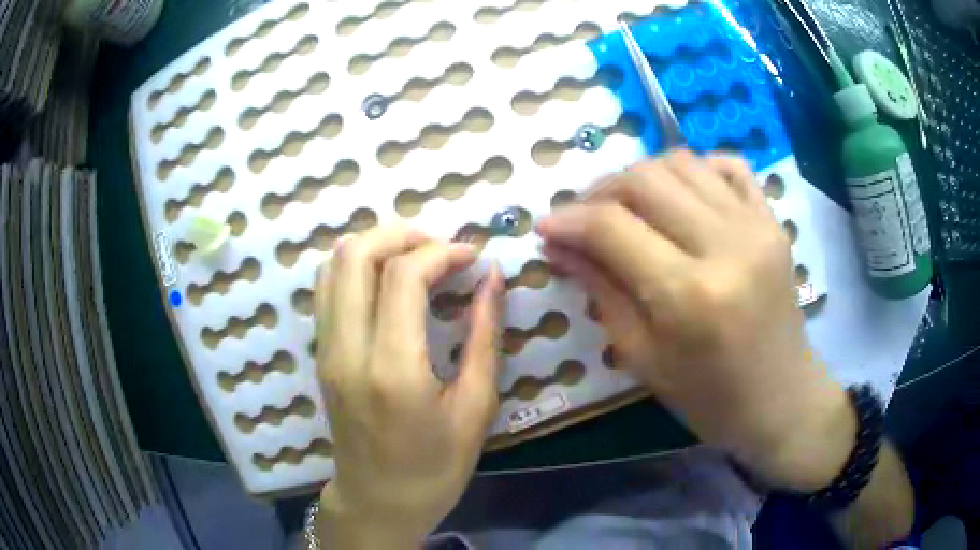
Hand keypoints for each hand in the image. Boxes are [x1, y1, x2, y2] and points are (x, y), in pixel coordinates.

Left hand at [314, 227, 504, 547]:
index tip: (472, 256)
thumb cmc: (435, 468)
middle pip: (356, 254)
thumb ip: (484, 335)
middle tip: (442, 246)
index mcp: (391, 369)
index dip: (442, 252)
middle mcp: (346, 349)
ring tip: (417, 257)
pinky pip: (328, 288)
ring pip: (334, 264)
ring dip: (377, 245)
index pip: (403, 276)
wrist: (378, 500)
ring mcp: (325, 349)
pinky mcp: (320, 353)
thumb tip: (492, 277)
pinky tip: (389, 281)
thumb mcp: (475, 408)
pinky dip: (357, 267)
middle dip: (402, 234)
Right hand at [536, 150, 853, 490]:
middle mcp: (725, 246)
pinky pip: (729, 165)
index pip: (612, 227)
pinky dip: (696, 168)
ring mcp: (756, 226)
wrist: (781, 399)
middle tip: (584, 218)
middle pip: (644, 179)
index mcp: (689, 295)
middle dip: (599, 192)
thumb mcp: (643, 357)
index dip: (569, 219)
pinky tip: (681, 195)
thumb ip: (600, 290)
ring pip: (682, 162)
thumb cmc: (708, 397)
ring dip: (641, 176)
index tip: (546, 227)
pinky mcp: (773, 221)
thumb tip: (559, 245)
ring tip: (627, 206)